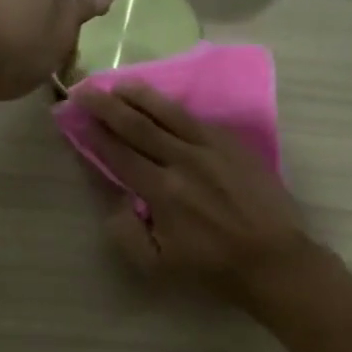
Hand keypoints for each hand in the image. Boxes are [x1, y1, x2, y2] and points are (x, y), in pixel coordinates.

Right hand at [74, 82, 317, 300]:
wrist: (273, 260)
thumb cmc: (212, 268)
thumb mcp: (157, 265)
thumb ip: (126, 233)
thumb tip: (113, 203)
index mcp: (162, 191)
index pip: (120, 154)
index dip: (96, 134)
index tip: (78, 117)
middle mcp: (184, 161)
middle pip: (139, 126)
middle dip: (108, 106)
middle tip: (87, 88)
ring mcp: (213, 148)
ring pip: (170, 114)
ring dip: (142, 97)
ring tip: (121, 84)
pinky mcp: (235, 145)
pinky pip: (199, 120)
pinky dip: (176, 109)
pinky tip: (164, 103)